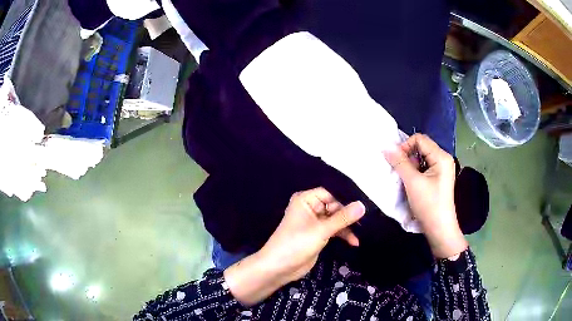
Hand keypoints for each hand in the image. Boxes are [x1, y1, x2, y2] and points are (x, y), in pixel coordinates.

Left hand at [224, 188, 364, 305]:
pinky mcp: (318, 235)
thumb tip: (362, 205)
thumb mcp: (321, 230)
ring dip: (347, 227)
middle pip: (334, 206)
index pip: (330, 192)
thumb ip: (343, 218)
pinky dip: (343, 235)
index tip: (363, 204)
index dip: (345, 198)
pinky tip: (354, 242)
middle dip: (349, 214)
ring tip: (362, 232)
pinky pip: (334, 230)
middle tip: (366, 220)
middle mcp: (310, 208)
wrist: (279, 268)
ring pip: (336, 219)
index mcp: (305, 200)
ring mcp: (314, 222)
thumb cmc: (296, 244)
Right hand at [384, 134, 467, 258]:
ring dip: (409, 165)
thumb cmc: (428, 205)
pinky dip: (414, 172)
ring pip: (421, 158)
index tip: (395, 160)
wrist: (439, 229)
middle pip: (421, 147)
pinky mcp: (438, 178)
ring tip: (403, 178)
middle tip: (397, 170)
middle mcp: (443, 159)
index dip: (405, 146)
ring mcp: (441, 169)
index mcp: (441, 156)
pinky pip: (423, 168)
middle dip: (407, 156)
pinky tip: (409, 182)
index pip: (420, 139)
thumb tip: (386, 147)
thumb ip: (400, 163)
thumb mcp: (412, 182)